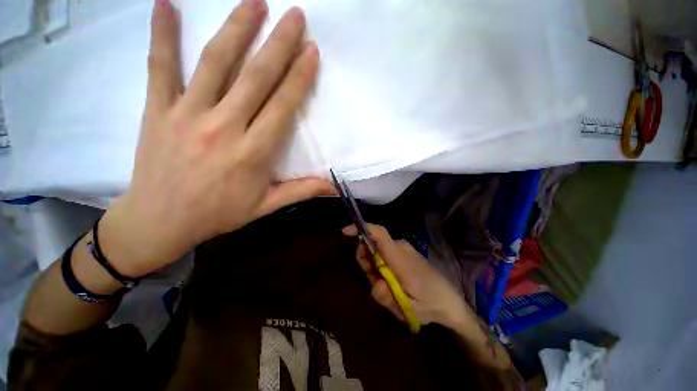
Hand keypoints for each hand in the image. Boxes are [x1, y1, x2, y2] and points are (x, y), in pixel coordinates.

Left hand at [99, 0, 332, 277]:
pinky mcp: (157, 111)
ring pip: (215, 64)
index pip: (282, 107)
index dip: (298, 77)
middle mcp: (224, 127)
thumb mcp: (265, 207)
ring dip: (236, 29)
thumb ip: (300, 191)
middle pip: (255, 78)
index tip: (311, 51)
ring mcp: (187, 115)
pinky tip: (164, 4)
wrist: (160, 221)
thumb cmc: (218, 214)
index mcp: (253, 153)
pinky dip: (161, 34)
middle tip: (294, 15)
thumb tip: (332, 187)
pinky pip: (159, 67)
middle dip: (278, 44)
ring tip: (254, 1)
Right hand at [342, 224, 472, 328]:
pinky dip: (381, 266)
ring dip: (374, 267)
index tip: (345, 232)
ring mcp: (404, 249)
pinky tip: (391, 282)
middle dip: (366, 260)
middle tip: (376, 283)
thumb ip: (388, 297)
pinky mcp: (405, 253)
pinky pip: (385, 253)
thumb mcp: (408, 309)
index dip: (362, 229)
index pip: (380, 234)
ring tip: (387, 287)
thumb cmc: (430, 305)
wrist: (450, 301)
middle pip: (373, 243)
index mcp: (400, 258)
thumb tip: (374, 283)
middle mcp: (401, 248)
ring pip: (378, 250)